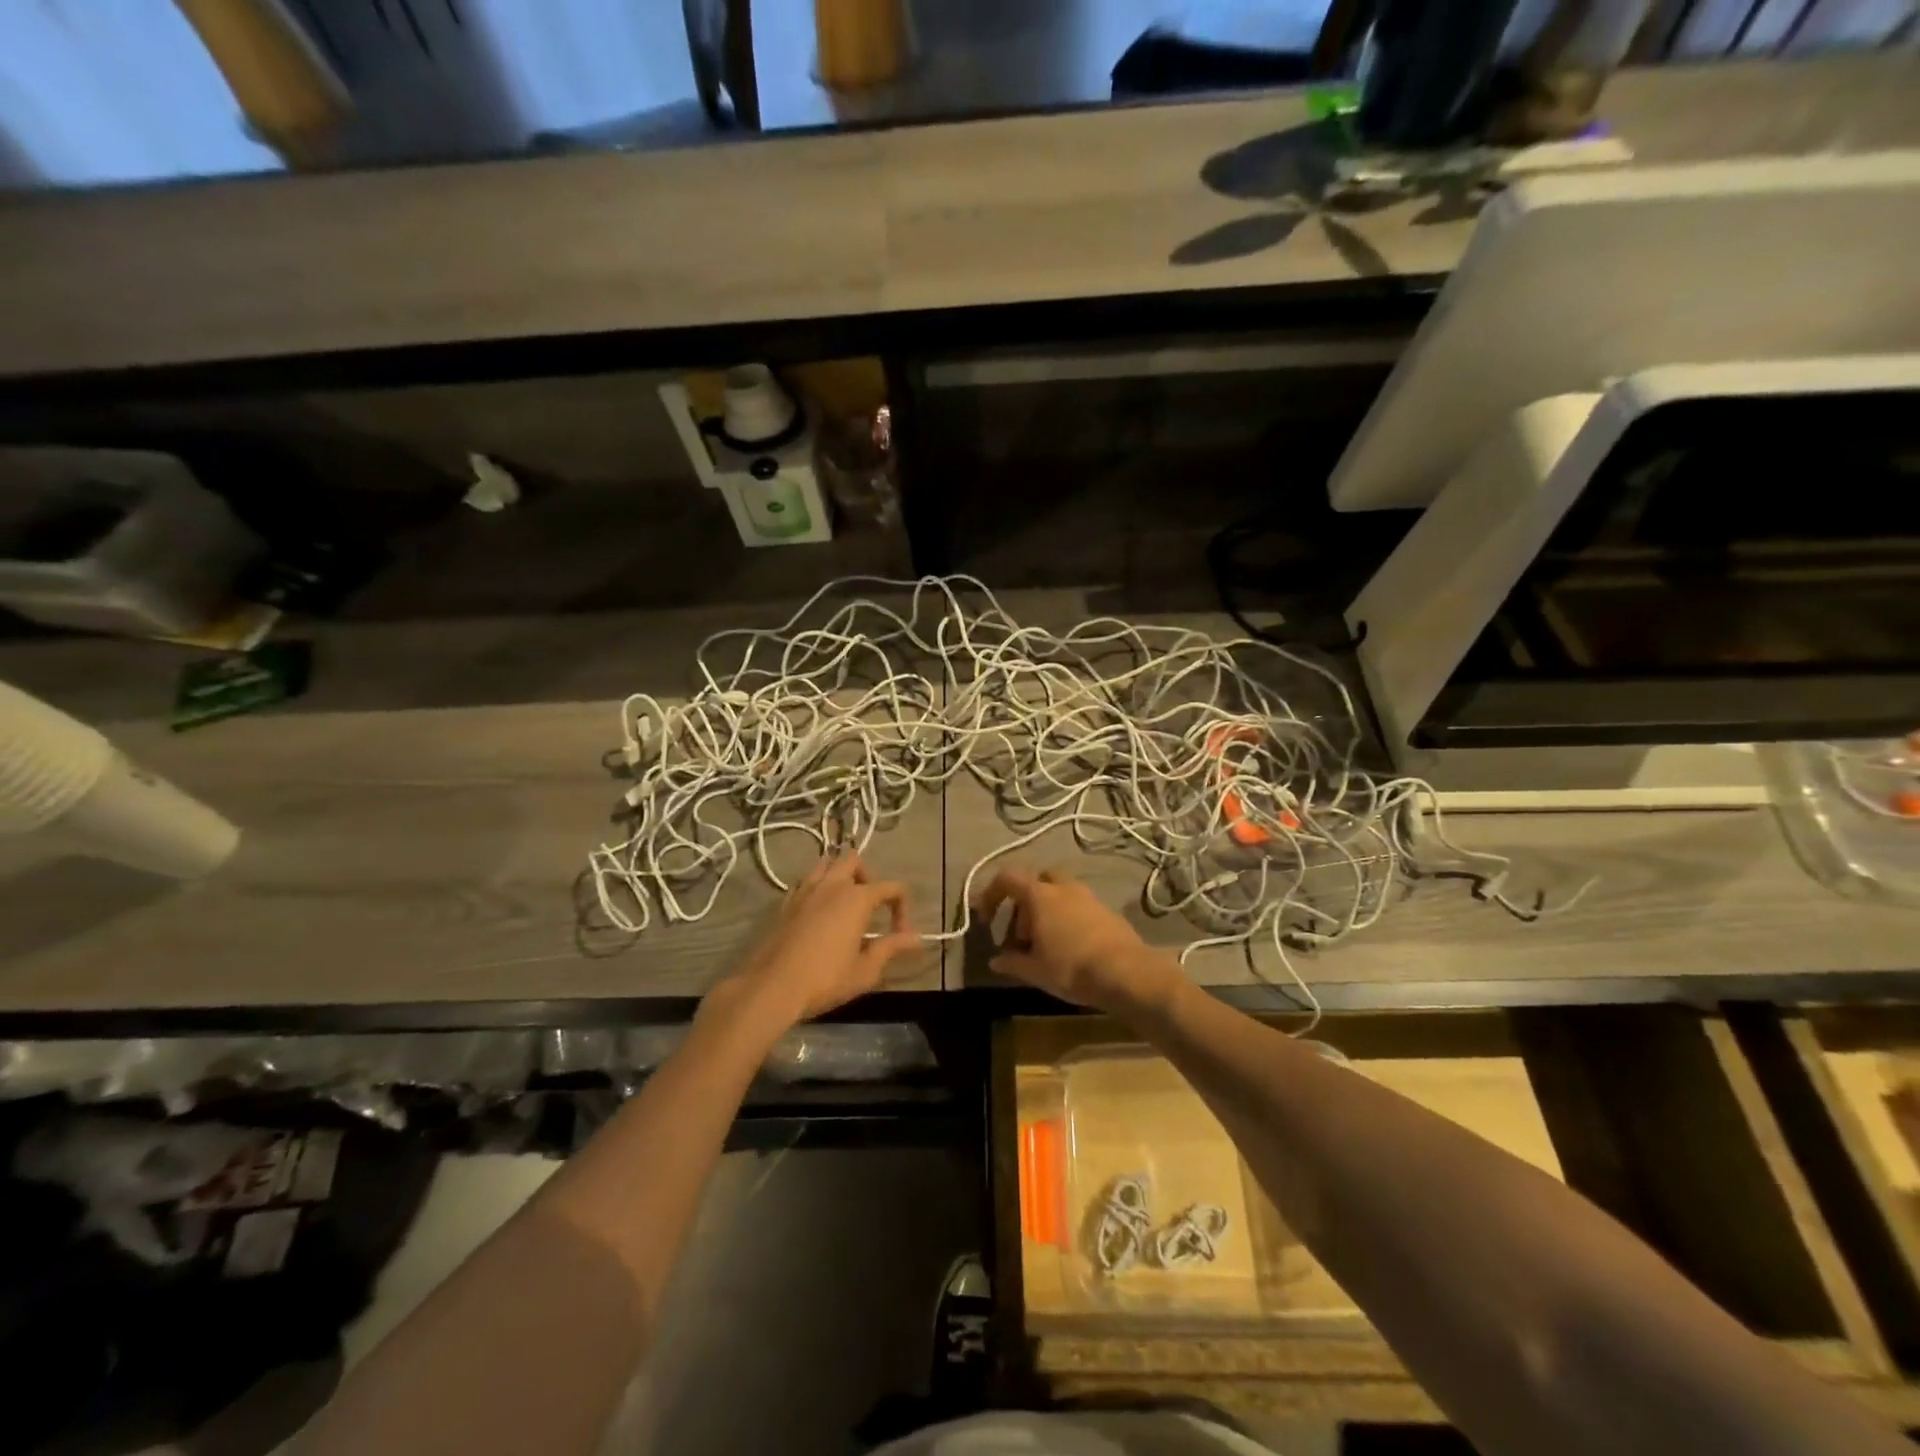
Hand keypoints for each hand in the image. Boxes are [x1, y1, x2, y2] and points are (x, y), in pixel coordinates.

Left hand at [712, 852, 919, 1029]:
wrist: (771, 987)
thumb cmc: (825, 979)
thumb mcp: (865, 970)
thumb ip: (891, 948)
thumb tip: (916, 938)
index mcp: (857, 898)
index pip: (891, 887)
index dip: (902, 907)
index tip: (900, 934)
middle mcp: (832, 885)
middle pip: (854, 860)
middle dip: (868, 876)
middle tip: (870, 905)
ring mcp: (805, 890)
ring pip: (826, 864)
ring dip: (840, 876)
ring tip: (844, 904)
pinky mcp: (785, 902)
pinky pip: (806, 882)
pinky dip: (818, 888)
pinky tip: (818, 913)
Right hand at [974, 866, 1175, 1013]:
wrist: (1126, 972)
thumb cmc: (1071, 968)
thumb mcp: (1035, 970)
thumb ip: (1012, 962)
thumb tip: (995, 960)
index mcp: (1040, 895)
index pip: (1007, 879)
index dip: (991, 894)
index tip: (986, 918)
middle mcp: (1064, 887)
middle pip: (1035, 881)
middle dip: (1023, 903)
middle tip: (1021, 934)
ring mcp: (1088, 896)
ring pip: (1058, 892)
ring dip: (1045, 911)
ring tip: (1043, 944)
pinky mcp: (1106, 910)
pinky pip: (1077, 905)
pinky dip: (1065, 917)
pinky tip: (1068, 947)